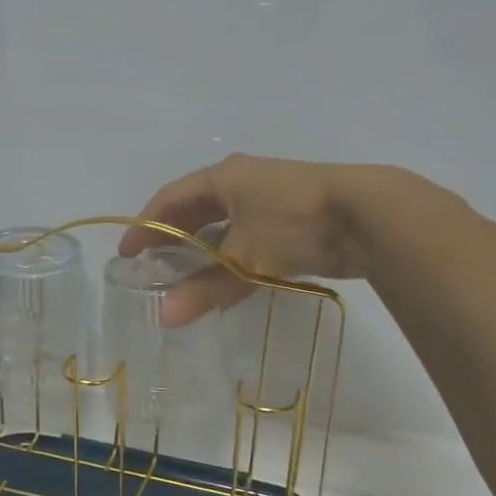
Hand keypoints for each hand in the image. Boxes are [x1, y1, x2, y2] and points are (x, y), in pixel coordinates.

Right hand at [120, 154, 380, 325]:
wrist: (369, 216)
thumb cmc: (293, 222)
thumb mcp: (243, 257)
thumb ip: (204, 289)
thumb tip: (165, 318)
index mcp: (223, 177)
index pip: (170, 199)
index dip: (145, 226)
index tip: (126, 253)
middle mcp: (243, 183)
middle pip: (195, 211)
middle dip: (172, 238)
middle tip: (152, 265)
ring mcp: (270, 202)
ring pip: (224, 228)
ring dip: (203, 254)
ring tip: (183, 280)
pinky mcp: (293, 223)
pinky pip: (249, 242)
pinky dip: (232, 262)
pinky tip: (225, 287)